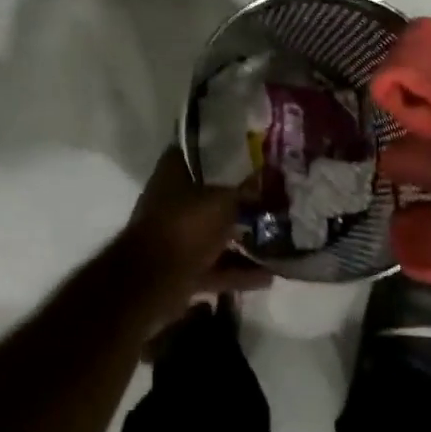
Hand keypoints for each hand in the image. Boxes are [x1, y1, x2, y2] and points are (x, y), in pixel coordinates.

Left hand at [108, 147, 271, 323]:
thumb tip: (262, 181)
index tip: (244, 154)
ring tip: (277, 242)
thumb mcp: (223, 202)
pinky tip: (269, 277)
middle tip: (269, 201)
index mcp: (171, 176)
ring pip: (213, 235)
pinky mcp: (183, 270)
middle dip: (237, 202)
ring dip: (241, 241)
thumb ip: (244, 193)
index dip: (216, 151)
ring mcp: (176, 238)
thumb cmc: (186, 226)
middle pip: (208, 198)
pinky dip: (239, 272)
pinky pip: (216, 267)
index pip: (192, 153)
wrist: (153, 280)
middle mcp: (170, 203)